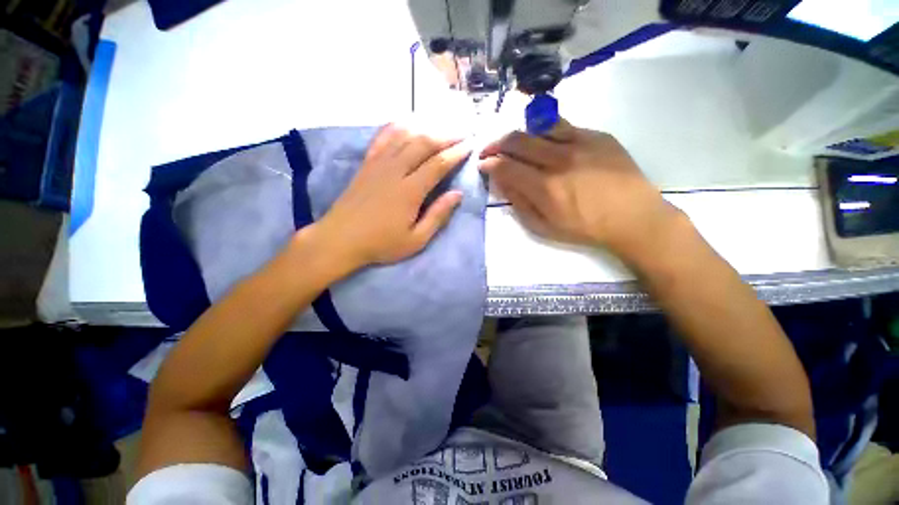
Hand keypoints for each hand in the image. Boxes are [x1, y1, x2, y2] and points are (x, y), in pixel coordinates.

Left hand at [314, 124, 470, 270]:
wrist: (340, 239)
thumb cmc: (381, 243)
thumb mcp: (416, 239)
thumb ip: (438, 215)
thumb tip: (457, 194)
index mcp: (410, 191)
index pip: (438, 164)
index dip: (456, 153)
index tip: (470, 146)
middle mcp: (395, 171)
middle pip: (423, 144)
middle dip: (445, 136)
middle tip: (461, 133)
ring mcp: (378, 164)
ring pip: (405, 137)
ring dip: (426, 129)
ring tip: (441, 128)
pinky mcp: (366, 164)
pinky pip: (382, 138)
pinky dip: (396, 128)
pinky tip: (406, 123)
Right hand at [479, 119, 678, 260]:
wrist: (633, 217)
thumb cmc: (584, 228)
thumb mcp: (543, 226)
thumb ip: (519, 202)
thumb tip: (501, 182)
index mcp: (545, 187)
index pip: (506, 167)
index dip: (489, 163)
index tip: (483, 165)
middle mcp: (559, 160)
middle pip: (517, 140)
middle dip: (496, 144)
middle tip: (490, 151)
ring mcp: (580, 143)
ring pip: (537, 127)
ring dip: (518, 135)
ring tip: (513, 145)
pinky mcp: (597, 135)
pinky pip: (562, 126)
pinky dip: (544, 133)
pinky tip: (543, 143)